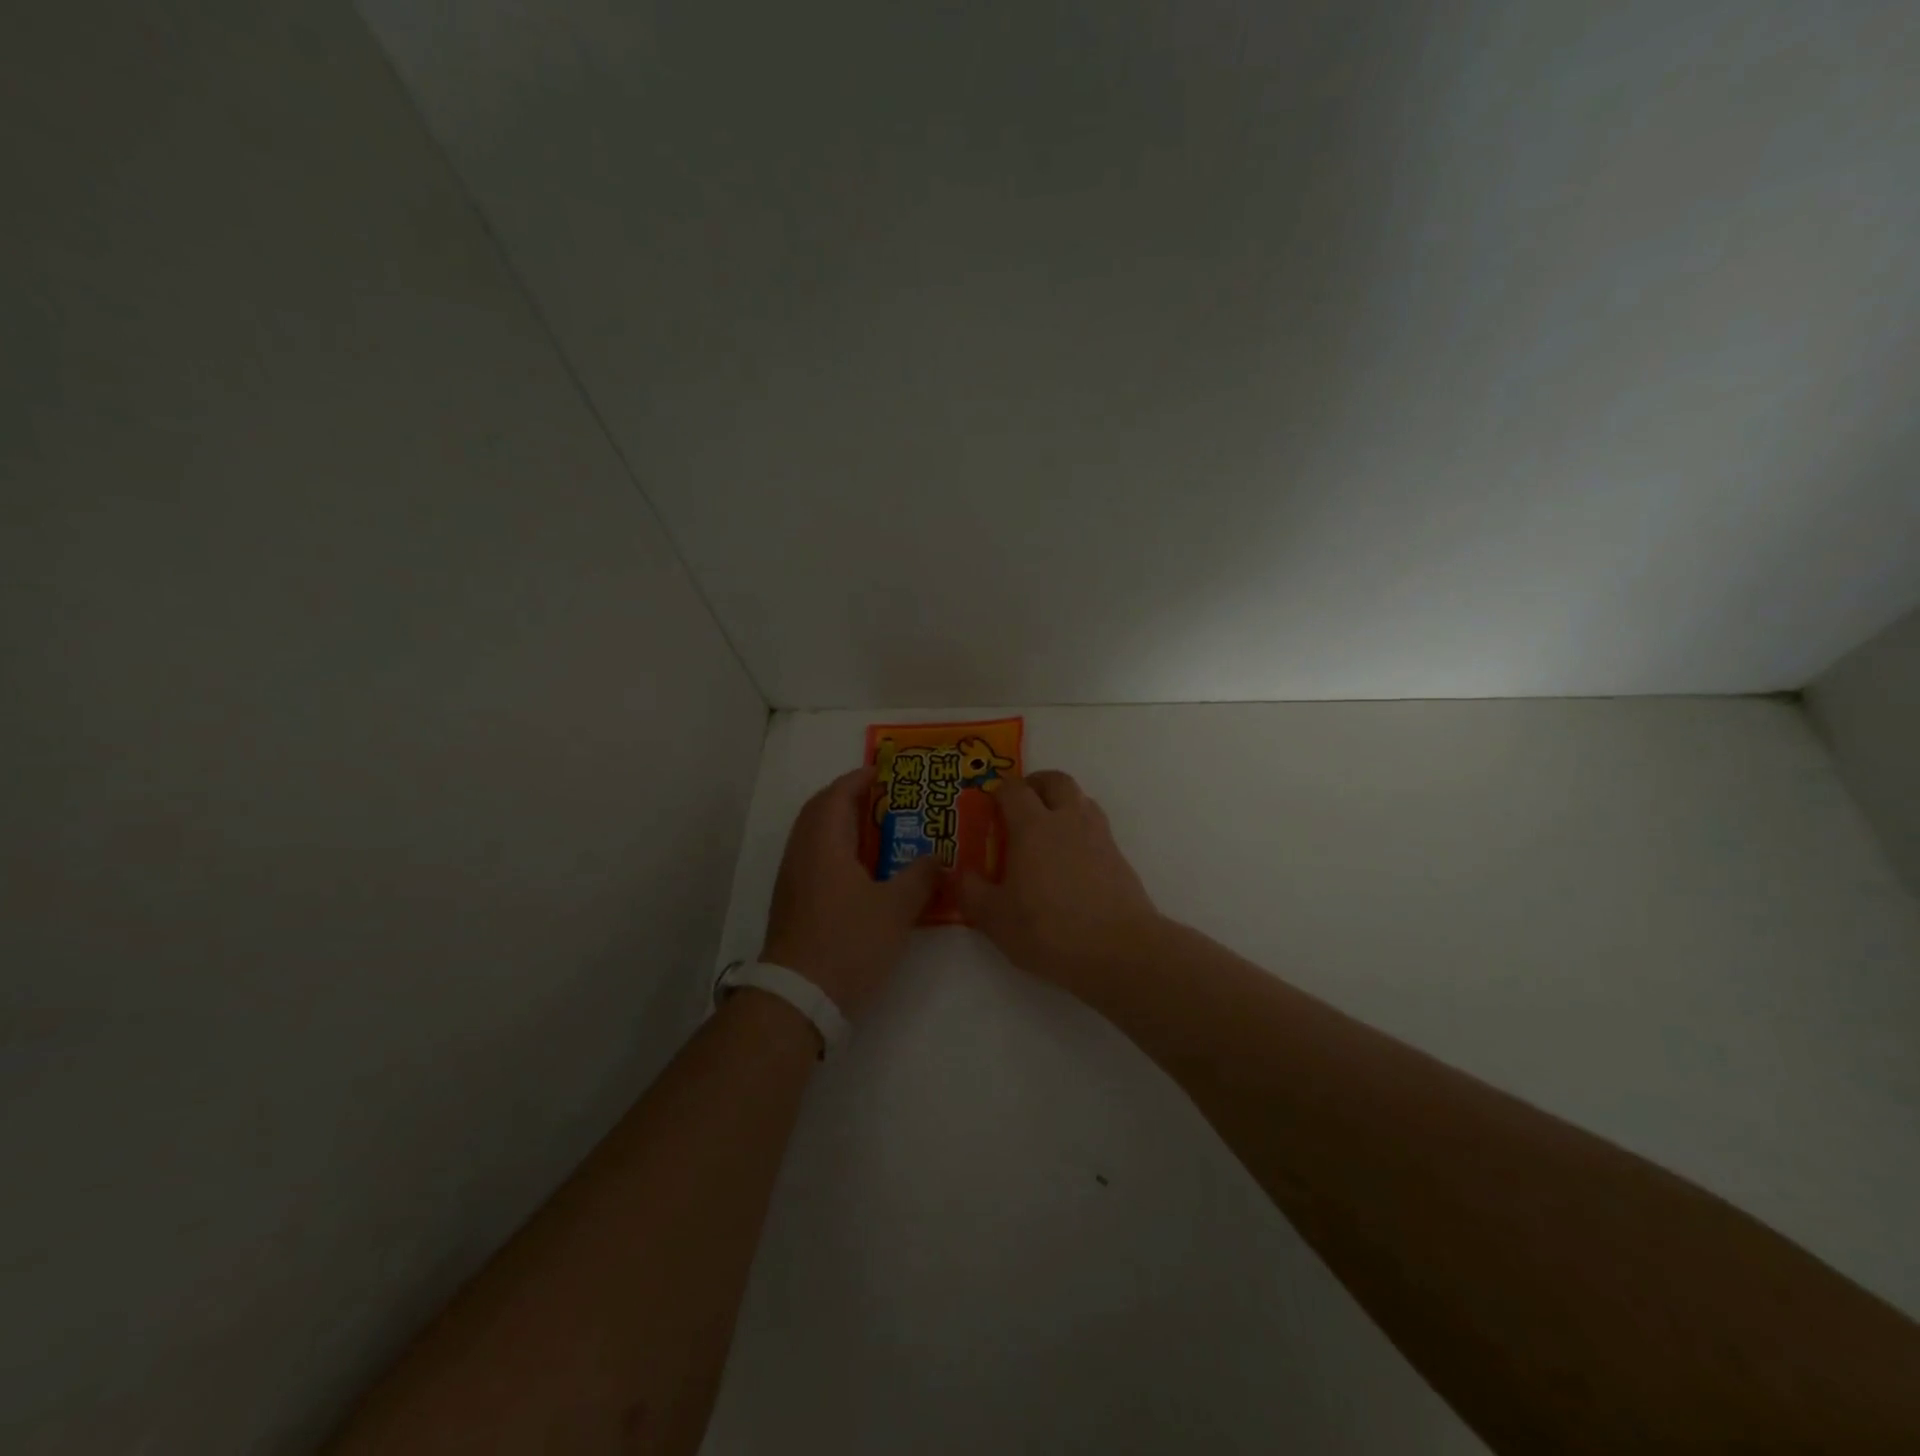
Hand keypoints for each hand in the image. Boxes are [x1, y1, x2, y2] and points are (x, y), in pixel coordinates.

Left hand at [760, 767, 938, 1017]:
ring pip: (815, 836)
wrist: (799, 997)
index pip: (837, 795)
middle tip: (883, 798)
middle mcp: (801, 853)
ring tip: (879, 830)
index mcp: (823, 844)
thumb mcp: (896, 909)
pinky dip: (837, 849)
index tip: (885, 772)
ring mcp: (792, 879)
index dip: (859, 779)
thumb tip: (936, 857)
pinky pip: (815, 858)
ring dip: (842, 824)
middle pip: (820, 810)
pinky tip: (864, 870)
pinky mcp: (792, 902)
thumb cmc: (848, 943)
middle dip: (849, 798)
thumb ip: (920, 876)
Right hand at [960, 770, 1161, 995]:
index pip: (1014, 789)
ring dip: (1062, 803)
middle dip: (1036, 784)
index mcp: (1033, 826)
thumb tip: (959, 873)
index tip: (989, 805)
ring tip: (1047, 830)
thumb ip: (972, 892)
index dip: (999, 791)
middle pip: (1055, 781)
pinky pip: (1096, 827)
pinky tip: (1071, 860)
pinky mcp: (1118, 857)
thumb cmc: (1049, 930)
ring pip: (1081, 799)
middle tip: (1021, 804)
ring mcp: (1098, 836)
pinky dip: (1080, 830)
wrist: (1119, 949)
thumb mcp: (995, 918)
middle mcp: (1068, 820)